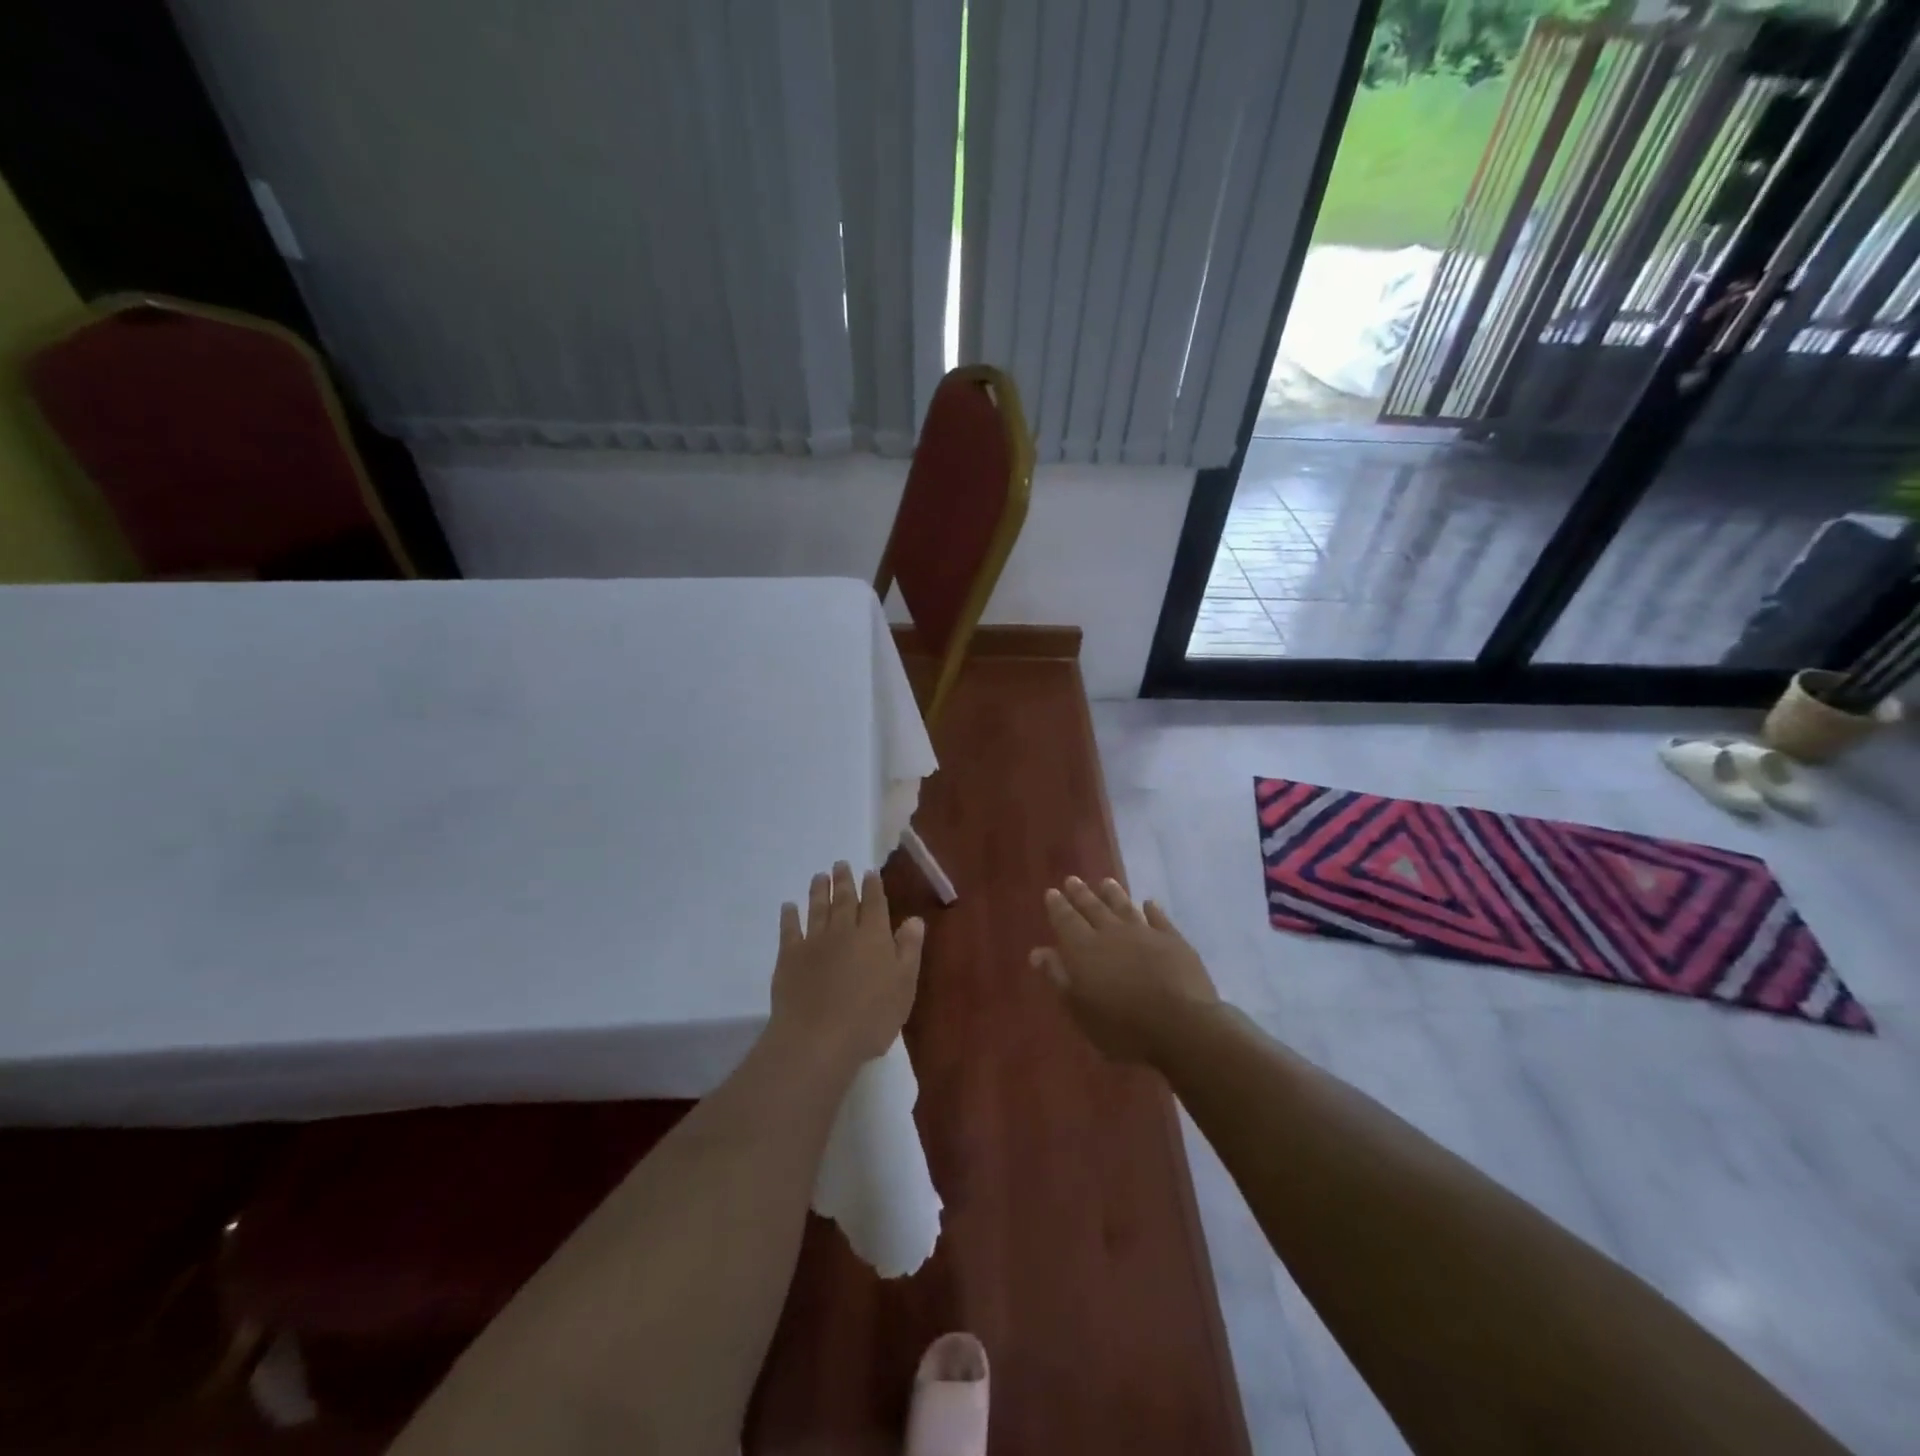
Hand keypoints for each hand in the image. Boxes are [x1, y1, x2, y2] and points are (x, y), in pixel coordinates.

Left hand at [771, 861, 923, 1067]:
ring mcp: (814, 942)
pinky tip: (789, 906)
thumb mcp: (904, 986)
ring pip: (817, 909)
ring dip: (819, 891)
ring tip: (819, 876)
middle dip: (844, 881)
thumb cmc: (870, 1018)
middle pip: (844, 900)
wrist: (817, 1039)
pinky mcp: (789, 957)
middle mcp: (844, 931)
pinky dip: (789, 916)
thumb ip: (909, 950)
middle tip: (840, 863)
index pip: (875, 903)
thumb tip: (914, 919)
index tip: (869, 872)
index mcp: (874, 936)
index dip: (873, 886)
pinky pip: (789, 929)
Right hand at [1031, 876, 1216, 1064]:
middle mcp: (1112, 933)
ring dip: (1113, 894)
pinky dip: (1152, 909)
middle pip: (1093, 908)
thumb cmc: (1122, 1027)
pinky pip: (1159, 919)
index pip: (1066, 920)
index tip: (1052, 892)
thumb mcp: (1080, 1009)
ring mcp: (1145, 933)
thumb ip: (1058, 977)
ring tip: (1105, 882)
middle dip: (1081, 894)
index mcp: (1084, 949)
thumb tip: (1037, 952)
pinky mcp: (1174, 941)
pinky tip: (1149, 903)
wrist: (1181, 1026)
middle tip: (1072, 880)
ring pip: (1124, 906)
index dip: (1058, 906)